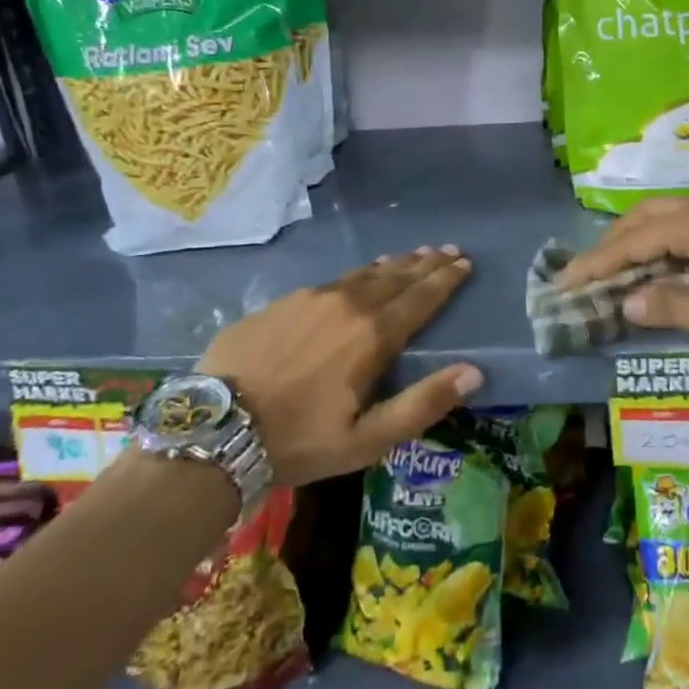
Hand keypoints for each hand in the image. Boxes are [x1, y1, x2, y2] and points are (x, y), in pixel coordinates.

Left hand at [195, 247, 482, 486]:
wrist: (214, 430)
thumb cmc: (298, 440)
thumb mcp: (367, 439)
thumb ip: (422, 404)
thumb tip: (474, 371)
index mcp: (372, 336)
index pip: (420, 298)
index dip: (445, 280)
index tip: (465, 262)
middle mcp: (346, 305)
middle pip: (396, 277)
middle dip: (426, 263)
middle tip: (448, 249)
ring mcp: (310, 298)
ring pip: (364, 273)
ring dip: (394, 264)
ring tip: (413, 254)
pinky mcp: (281, 302)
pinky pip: (333, 280)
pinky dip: (358, 273)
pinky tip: (360, 274)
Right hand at [556, 200, 688, 355]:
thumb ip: (675, 306)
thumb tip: (626, 302)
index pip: (632, 241)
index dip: (595, 263)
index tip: (563, 283)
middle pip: (645, 218)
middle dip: (611, 244)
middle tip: (586, 276)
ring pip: (667, 221)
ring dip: (636, 243)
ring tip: (614, 273)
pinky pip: (687, 232)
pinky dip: (663, 249)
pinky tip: (660, 271)